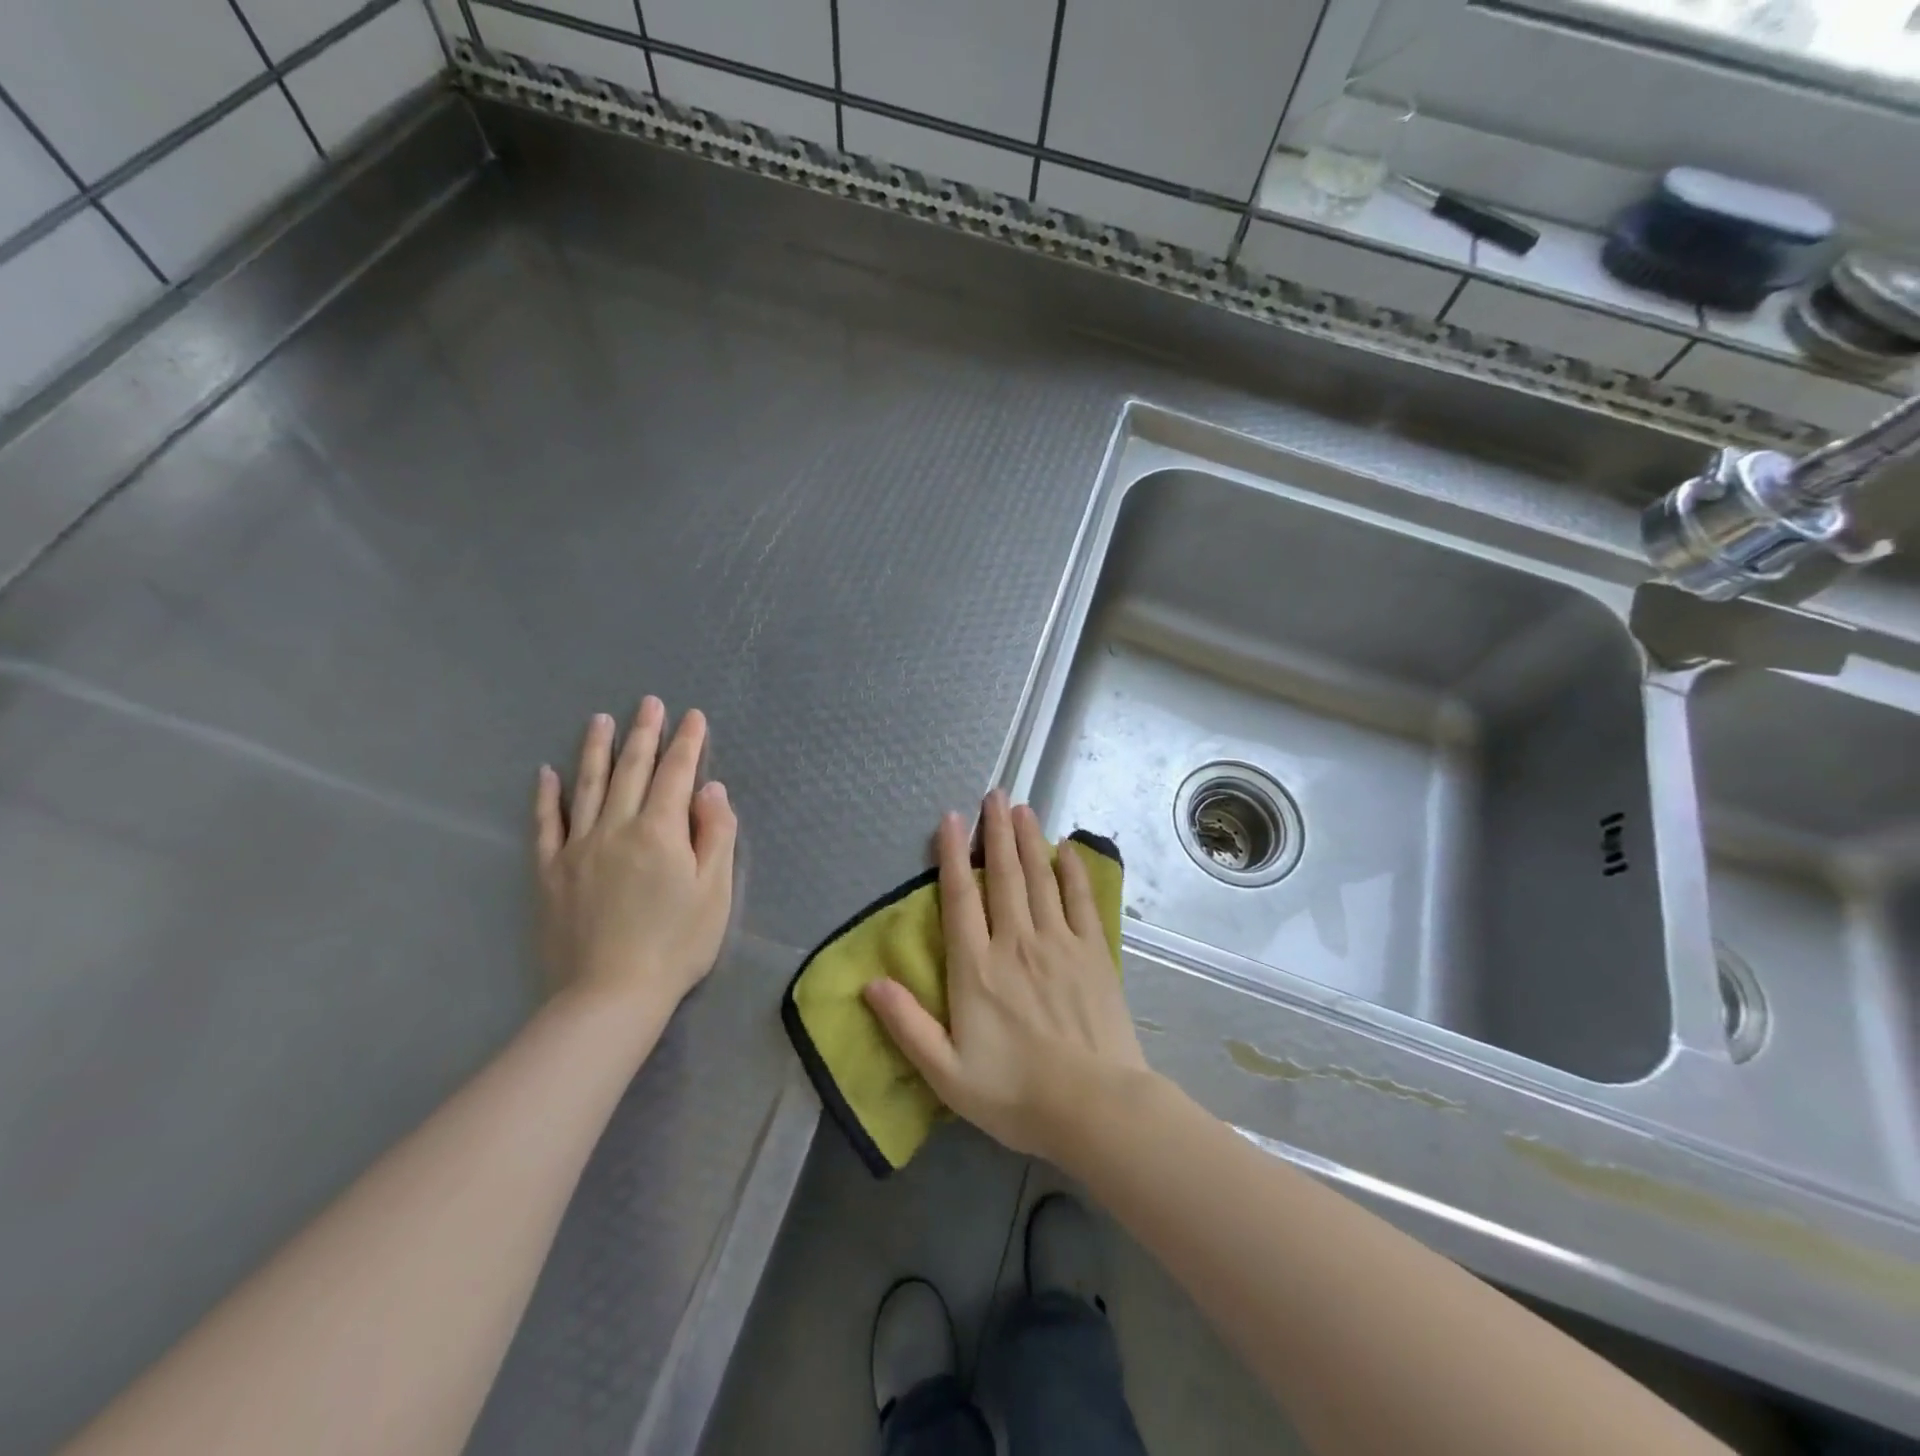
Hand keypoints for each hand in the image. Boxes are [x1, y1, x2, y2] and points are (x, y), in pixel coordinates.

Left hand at [534, 698, 736, 1027]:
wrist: (610, 995)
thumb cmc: (676, 944)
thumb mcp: (714, 891)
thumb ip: (715, 835)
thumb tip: (712, 790)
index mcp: (660, 831)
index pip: (676, 774)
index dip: (687, 743)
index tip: (692, 717)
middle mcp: (616, 827)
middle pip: (631, 770)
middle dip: (644, 734)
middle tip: (648, 703)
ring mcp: (578, 847)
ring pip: (587, 786)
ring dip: (595, 749)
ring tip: (600, 719)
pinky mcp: (551, 871)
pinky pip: (546, 823)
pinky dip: (547, 795)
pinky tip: (547, 773)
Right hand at [863, 790, 1147, 1163]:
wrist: (1094, 1107)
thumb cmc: (1016, 1093)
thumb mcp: (946, 1073)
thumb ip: (906, 1025)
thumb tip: (870, 983)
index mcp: (977, 967)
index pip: (959, 898)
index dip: (951, 855)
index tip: (951, 819)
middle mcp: (1016, 942)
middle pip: (1002, 875)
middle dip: (995, 832)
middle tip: (994, 794)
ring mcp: (1059, 943)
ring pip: (1039, 878)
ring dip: (1029, 840)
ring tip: (1022, 808)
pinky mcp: (1093, 952)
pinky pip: (1080, 900)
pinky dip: (1073, 871)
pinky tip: (1067, 850)